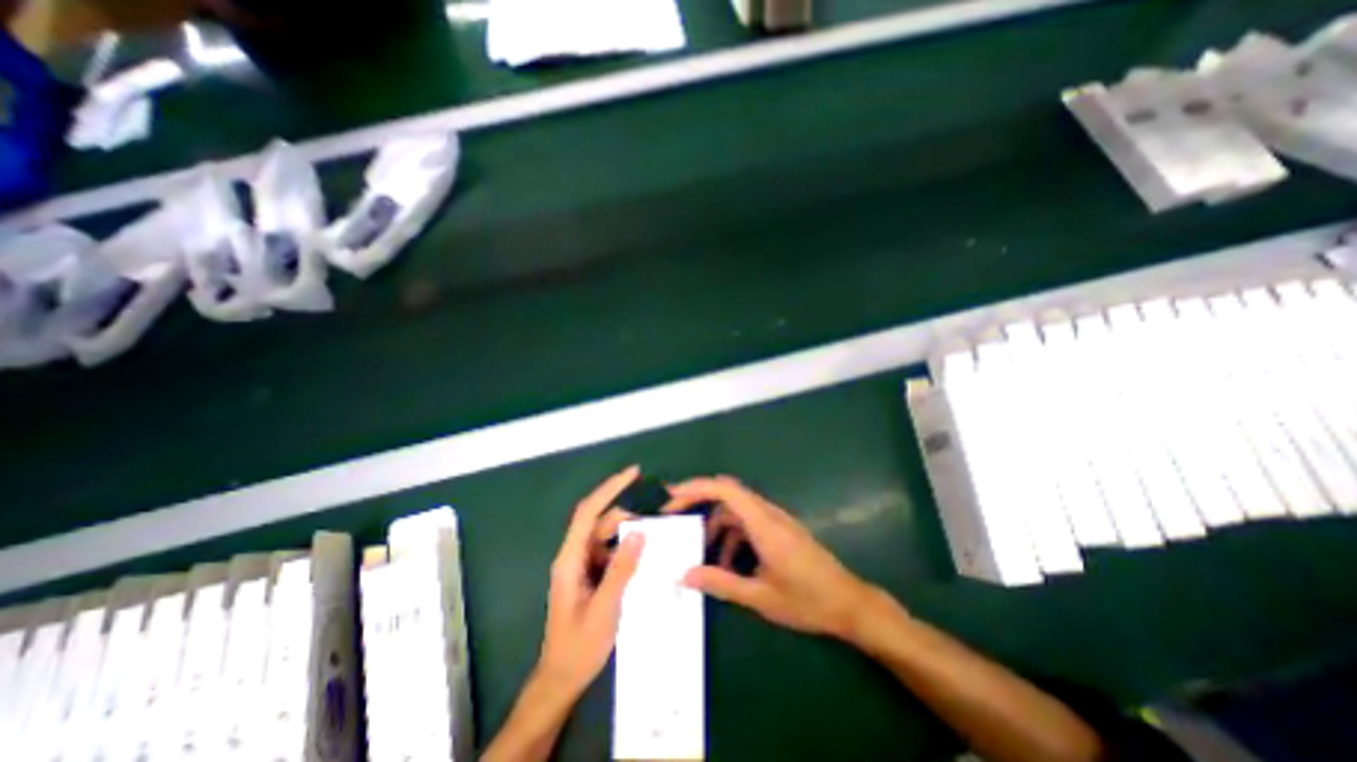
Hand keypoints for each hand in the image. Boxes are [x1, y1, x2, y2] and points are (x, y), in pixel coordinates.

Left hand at [535, 462, 644, 697]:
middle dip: (628, 516)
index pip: (588, 512)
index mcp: (570, 560)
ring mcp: (582, 565)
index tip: (633, 473)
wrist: (561, 680)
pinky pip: (611, 551)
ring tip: (656, 536)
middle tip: (657, 519)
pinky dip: (627, 548)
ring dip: (629, 533)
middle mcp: (575, 556)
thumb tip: (639, 532)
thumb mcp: (604, 610)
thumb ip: (621, 570)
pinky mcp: (591, 575)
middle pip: (601, 522)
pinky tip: (645, 554)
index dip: (609, 488)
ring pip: (607, 536)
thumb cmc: (578, 648)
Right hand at [665, 476, 879, 642]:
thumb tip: (684, 575)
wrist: (849, 603)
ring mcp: (775, 520)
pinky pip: (748, 521)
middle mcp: (769, 514)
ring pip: (737, 508)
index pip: (726, 490)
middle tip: (674, 514)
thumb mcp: (760, 597)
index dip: (697, 488)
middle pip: (728, 492)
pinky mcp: (779, 528)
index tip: (672, 498)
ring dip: (716, 522)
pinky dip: (732, 534)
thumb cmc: (807, 601)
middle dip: (699, 499)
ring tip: (699, 548)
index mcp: (764, 525)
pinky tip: (729, 563)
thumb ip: (721, 583)